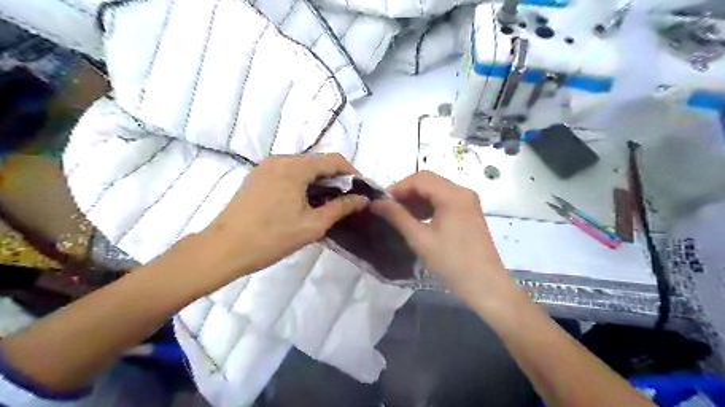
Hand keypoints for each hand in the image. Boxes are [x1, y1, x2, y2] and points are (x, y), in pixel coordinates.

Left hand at [175, 154, 368, 293]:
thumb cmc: (272, 237)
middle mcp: (280, 160)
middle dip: (335, 178)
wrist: (224, 248)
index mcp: (295, 167)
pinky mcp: (256, 176)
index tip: (360, 190)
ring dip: (318, 180)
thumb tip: (362, 199)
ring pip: (302, 167)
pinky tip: (303, 201)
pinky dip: (301, 182)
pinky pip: (287, 172)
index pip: (333, 160)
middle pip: (317, 162)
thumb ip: (341, 208)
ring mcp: (266, 167)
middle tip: (345, 200)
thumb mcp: (313, 225)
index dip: (352, 173)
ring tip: (326, 202)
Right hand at [370, 171, 511, 302]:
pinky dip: (428, 206)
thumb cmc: (452, 263)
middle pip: (428, 182)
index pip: (420, 179)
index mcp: (453, 195)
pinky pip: (444, 201)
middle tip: (388, 208)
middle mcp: (462, 192)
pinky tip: (417, 219)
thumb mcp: (420, 239)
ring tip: (399, 215)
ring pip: (436, 191)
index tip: (381, 202)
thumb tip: (376, 202)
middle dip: (406, 192)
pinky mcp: (469, 213)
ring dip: (416, 199)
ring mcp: (468, 202)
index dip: (398, 187)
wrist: (486, 287)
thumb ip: (397, 217)